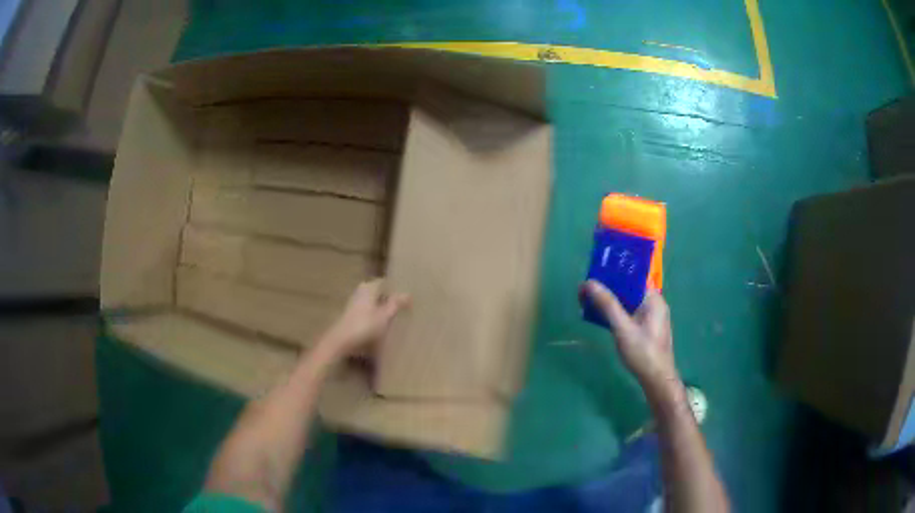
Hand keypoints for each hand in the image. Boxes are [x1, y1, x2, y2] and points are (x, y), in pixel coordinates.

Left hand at [317, 279, 408, 362]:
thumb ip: (396, 304)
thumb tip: (408, 294)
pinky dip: (375, 316)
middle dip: (389, 299)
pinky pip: (368, 311)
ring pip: (373, 302)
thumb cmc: (364, 326)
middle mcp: (361, 291)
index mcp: (369, 287)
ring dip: (382, 308)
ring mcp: (354, 303)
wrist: (341, 341)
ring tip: (394, 318)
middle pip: (379, 292)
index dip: (396, 289)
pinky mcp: (351, 315)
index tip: (407, 298)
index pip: (385, 282)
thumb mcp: (384, 316)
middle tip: (403, 308)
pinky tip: (381, 326)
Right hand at [583, 280, 679, 399]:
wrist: (656, 380)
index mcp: (653, 299)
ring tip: (588, 302)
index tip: (593, 275)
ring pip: (627, 302)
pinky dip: (615, 313)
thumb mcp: (622, 328)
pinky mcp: (646, 328)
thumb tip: (589, 283)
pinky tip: (601, 317)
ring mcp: (651, 317)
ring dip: (610, 302)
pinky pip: (629, 313)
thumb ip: (607, 305)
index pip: (632, 277)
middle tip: (586, 290)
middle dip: (608, 289)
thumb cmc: (642, 353)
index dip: (613, 274)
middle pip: (628, 289)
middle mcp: (654, 304)